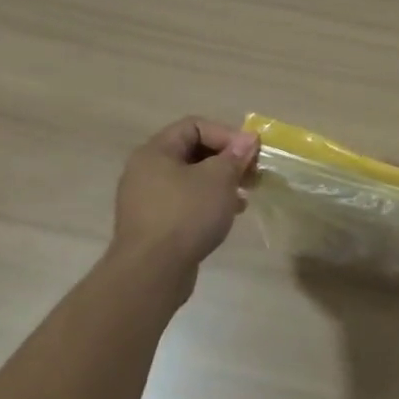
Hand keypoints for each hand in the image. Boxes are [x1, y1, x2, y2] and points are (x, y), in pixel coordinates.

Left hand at [107, 116, 259, 276]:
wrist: (151, 272)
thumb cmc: (186, 215)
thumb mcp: (218, 179)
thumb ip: (235, 156)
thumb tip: (248, 139)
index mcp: (155, 152)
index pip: (194, 126)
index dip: (226, 134)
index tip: (250, 153)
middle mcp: (146, 171)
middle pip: (193, 152)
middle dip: (227, 159)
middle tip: (252, 173)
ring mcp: (148, 199)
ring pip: (191, 179)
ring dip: (221, 182)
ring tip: (245, 194)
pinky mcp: (154, 224)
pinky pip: (185, 202)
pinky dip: (208, 202)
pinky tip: (229, 214)